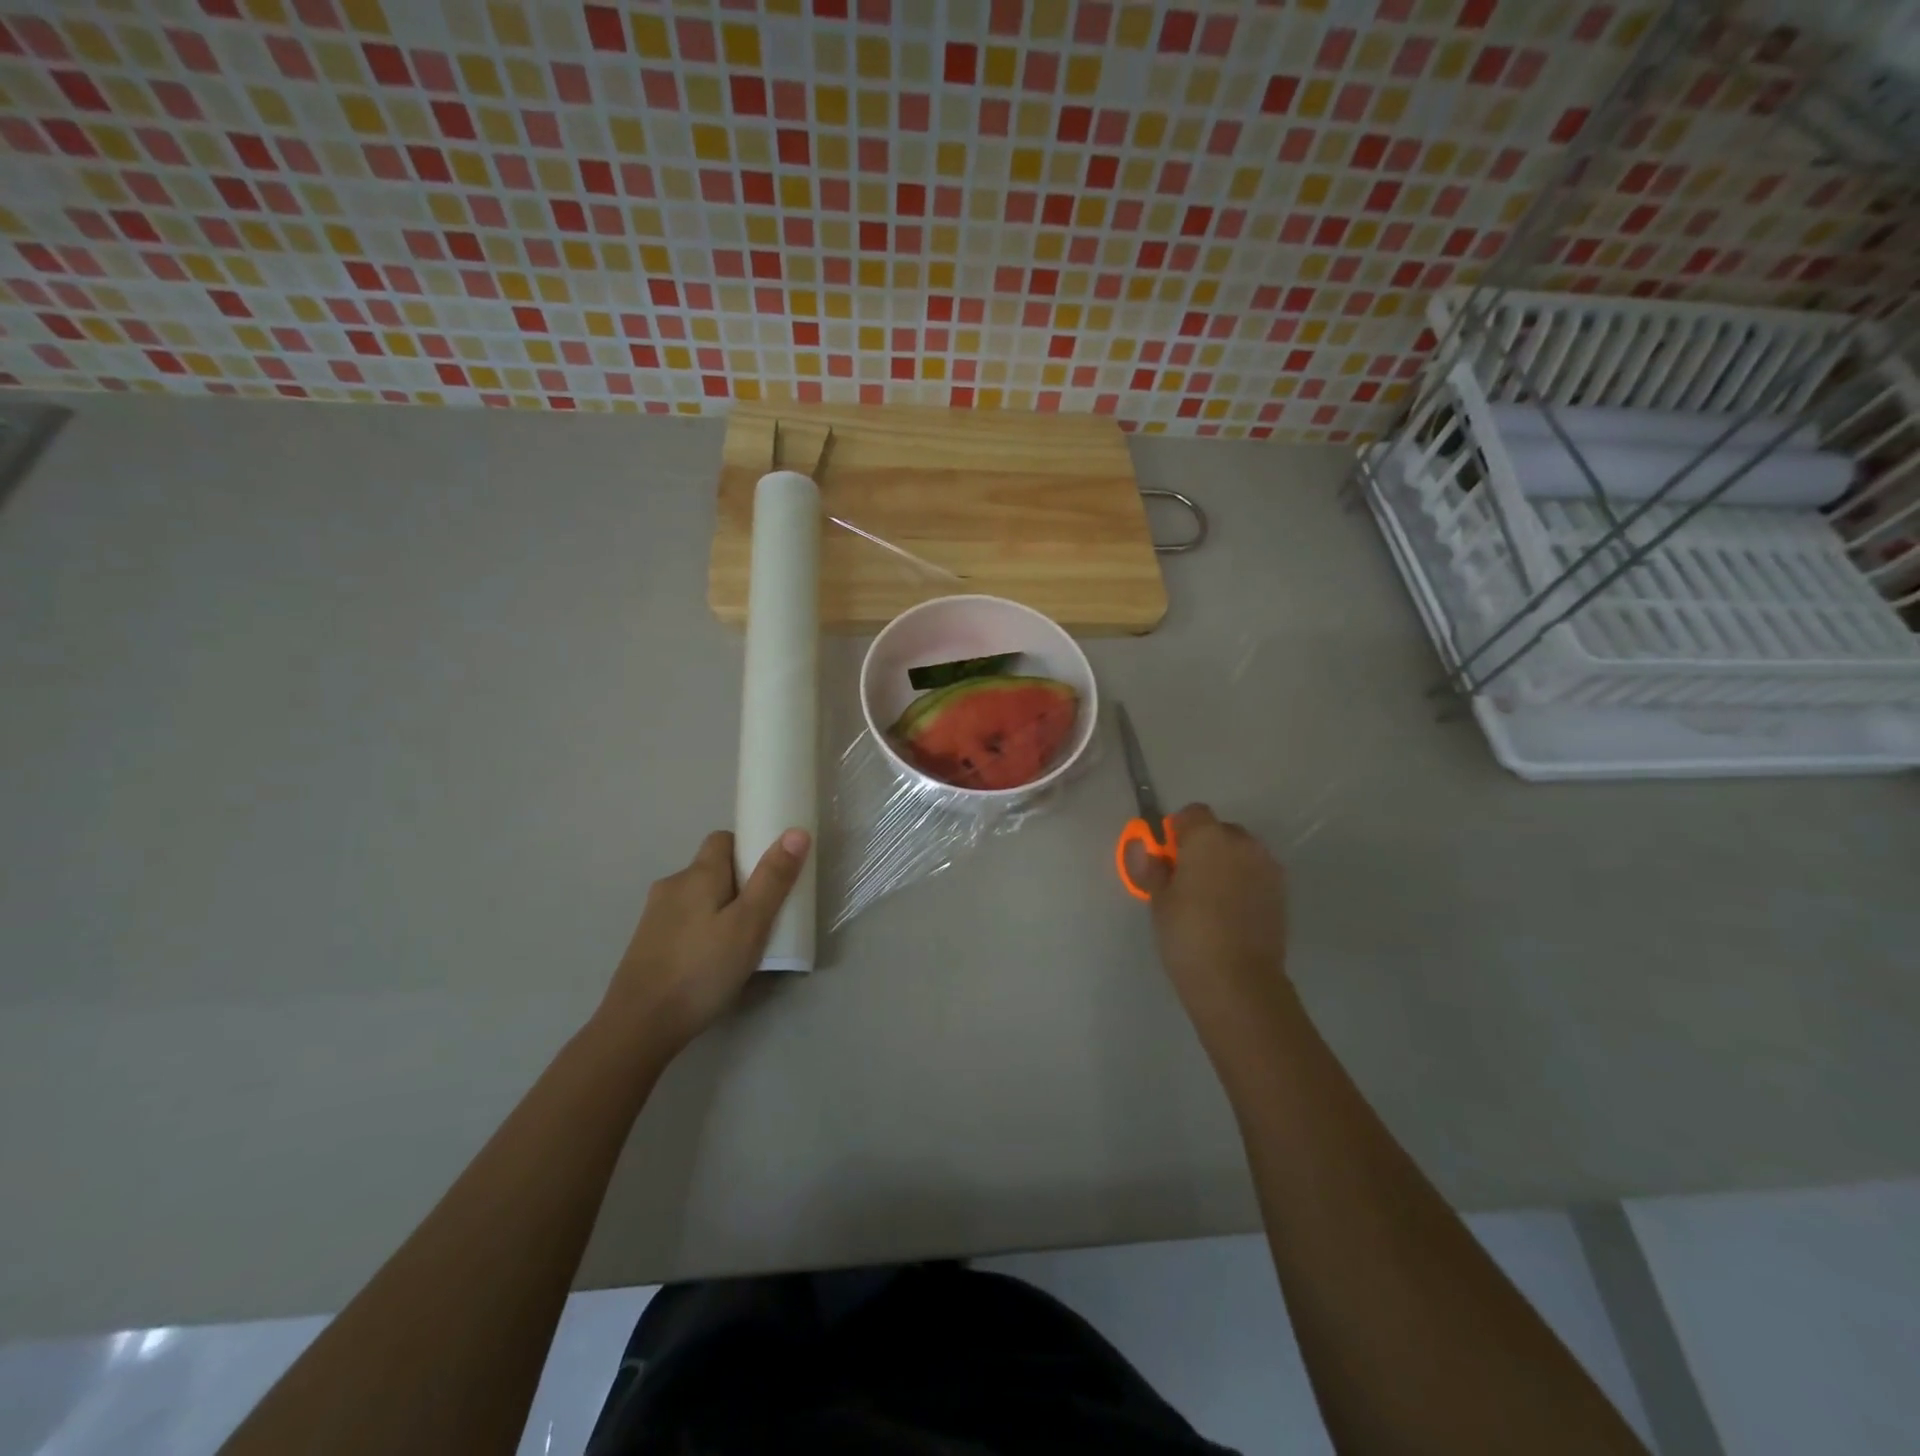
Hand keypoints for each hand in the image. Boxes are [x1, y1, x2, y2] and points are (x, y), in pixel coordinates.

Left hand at [597, 827, 810, 1058]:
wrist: (639, 1025)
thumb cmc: (702, 969)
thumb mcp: (750, 924)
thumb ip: (773, 878)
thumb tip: (796, 831)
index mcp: (698, 874)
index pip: (724, 839)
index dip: (749, 848)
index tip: (771, 874)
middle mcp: (672, 885)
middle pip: (712, 869)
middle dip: (739, 883)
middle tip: (764, 913)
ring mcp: (655, 915)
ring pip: (697, 897)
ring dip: (720, 908)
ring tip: (741, 941)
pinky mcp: (647, 943)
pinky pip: (684, 921)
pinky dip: (702, 930)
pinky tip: (712, 961)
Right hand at [1126, 804, 1289, 1040]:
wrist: (1238, 981)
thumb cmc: (1188, 934)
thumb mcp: (1159, 900)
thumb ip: (1152, 868)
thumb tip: (1144, 849)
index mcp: (1208, 837)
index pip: (1193, 813)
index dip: (1177, 830)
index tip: (1166, 855)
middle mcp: (1243, 843)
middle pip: (1220, 830)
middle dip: (1203, 845)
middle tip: (1185, 877)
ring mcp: (1267, 867)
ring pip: (1241, 852)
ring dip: (1226, 863)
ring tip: (1209, 897)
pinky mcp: (1281, 893)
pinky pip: (1256, 874)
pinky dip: (1243, 882)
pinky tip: (1229, 911)